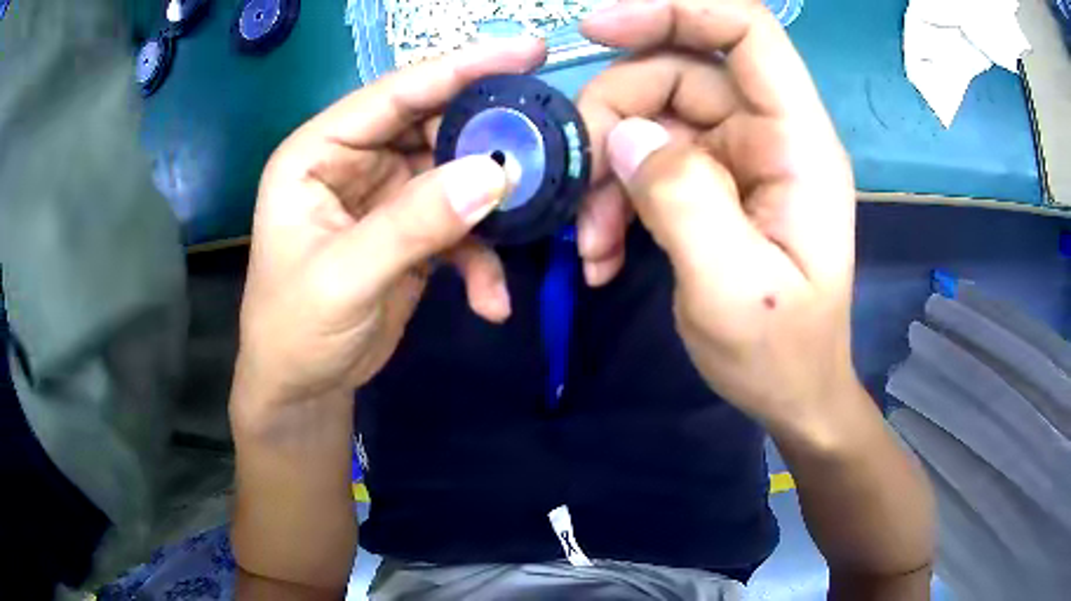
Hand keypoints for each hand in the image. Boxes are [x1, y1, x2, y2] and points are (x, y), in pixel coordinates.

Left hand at [234, 39, 547, 410]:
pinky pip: (460, 227)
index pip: (395, 93)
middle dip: (490, 138)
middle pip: (435, 126)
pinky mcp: (412, 233)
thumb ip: (413, 224)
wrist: (303, 389)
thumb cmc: (295, 330)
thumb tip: (493, 175)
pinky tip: (492, 299)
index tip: (529, 51)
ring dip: (494, 204)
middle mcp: (355, 161)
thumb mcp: (344, 277)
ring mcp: (388, 197)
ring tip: (532, 223)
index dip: (461, 68)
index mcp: (319, 152)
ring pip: (456, 175)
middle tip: (550, 141)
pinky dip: (482, 260)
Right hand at [577, 0, 857, 435]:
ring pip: (652, 117)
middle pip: (677, 72)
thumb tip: (627, 136)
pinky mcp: (710, 183)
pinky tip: (602, 253)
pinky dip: (615, 198)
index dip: (675, 10)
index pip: (746, 31)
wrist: (792, 393)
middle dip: (614, 117)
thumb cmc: (780, 353)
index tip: (596, 30)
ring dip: (606, 170)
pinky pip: (648, 161)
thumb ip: (685, 201)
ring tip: (590, 242)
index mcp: (798, 143)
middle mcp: (769, 134)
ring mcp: (737, 157)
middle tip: (579, 184)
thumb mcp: (734, 290)